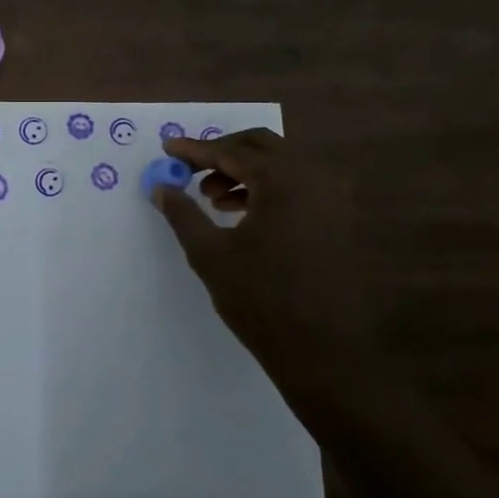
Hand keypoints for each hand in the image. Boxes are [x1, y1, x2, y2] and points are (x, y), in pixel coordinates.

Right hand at [151, 129, 372, 422]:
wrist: (322, 351)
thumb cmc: (260, 300)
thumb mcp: (211, 254)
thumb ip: (183, 214)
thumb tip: (160, 187)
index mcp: (283, 180)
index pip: (232, 151)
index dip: (195, 149)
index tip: (167, 148)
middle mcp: (313, 177)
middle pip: (261, 146)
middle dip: (222, 153)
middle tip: (190, 169)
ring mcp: (332, 197)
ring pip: (281, 166)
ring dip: (244, 172)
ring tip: (212, 198)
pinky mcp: (338, 218)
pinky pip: (297, 186)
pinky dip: (267, 189)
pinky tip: (242, 214)